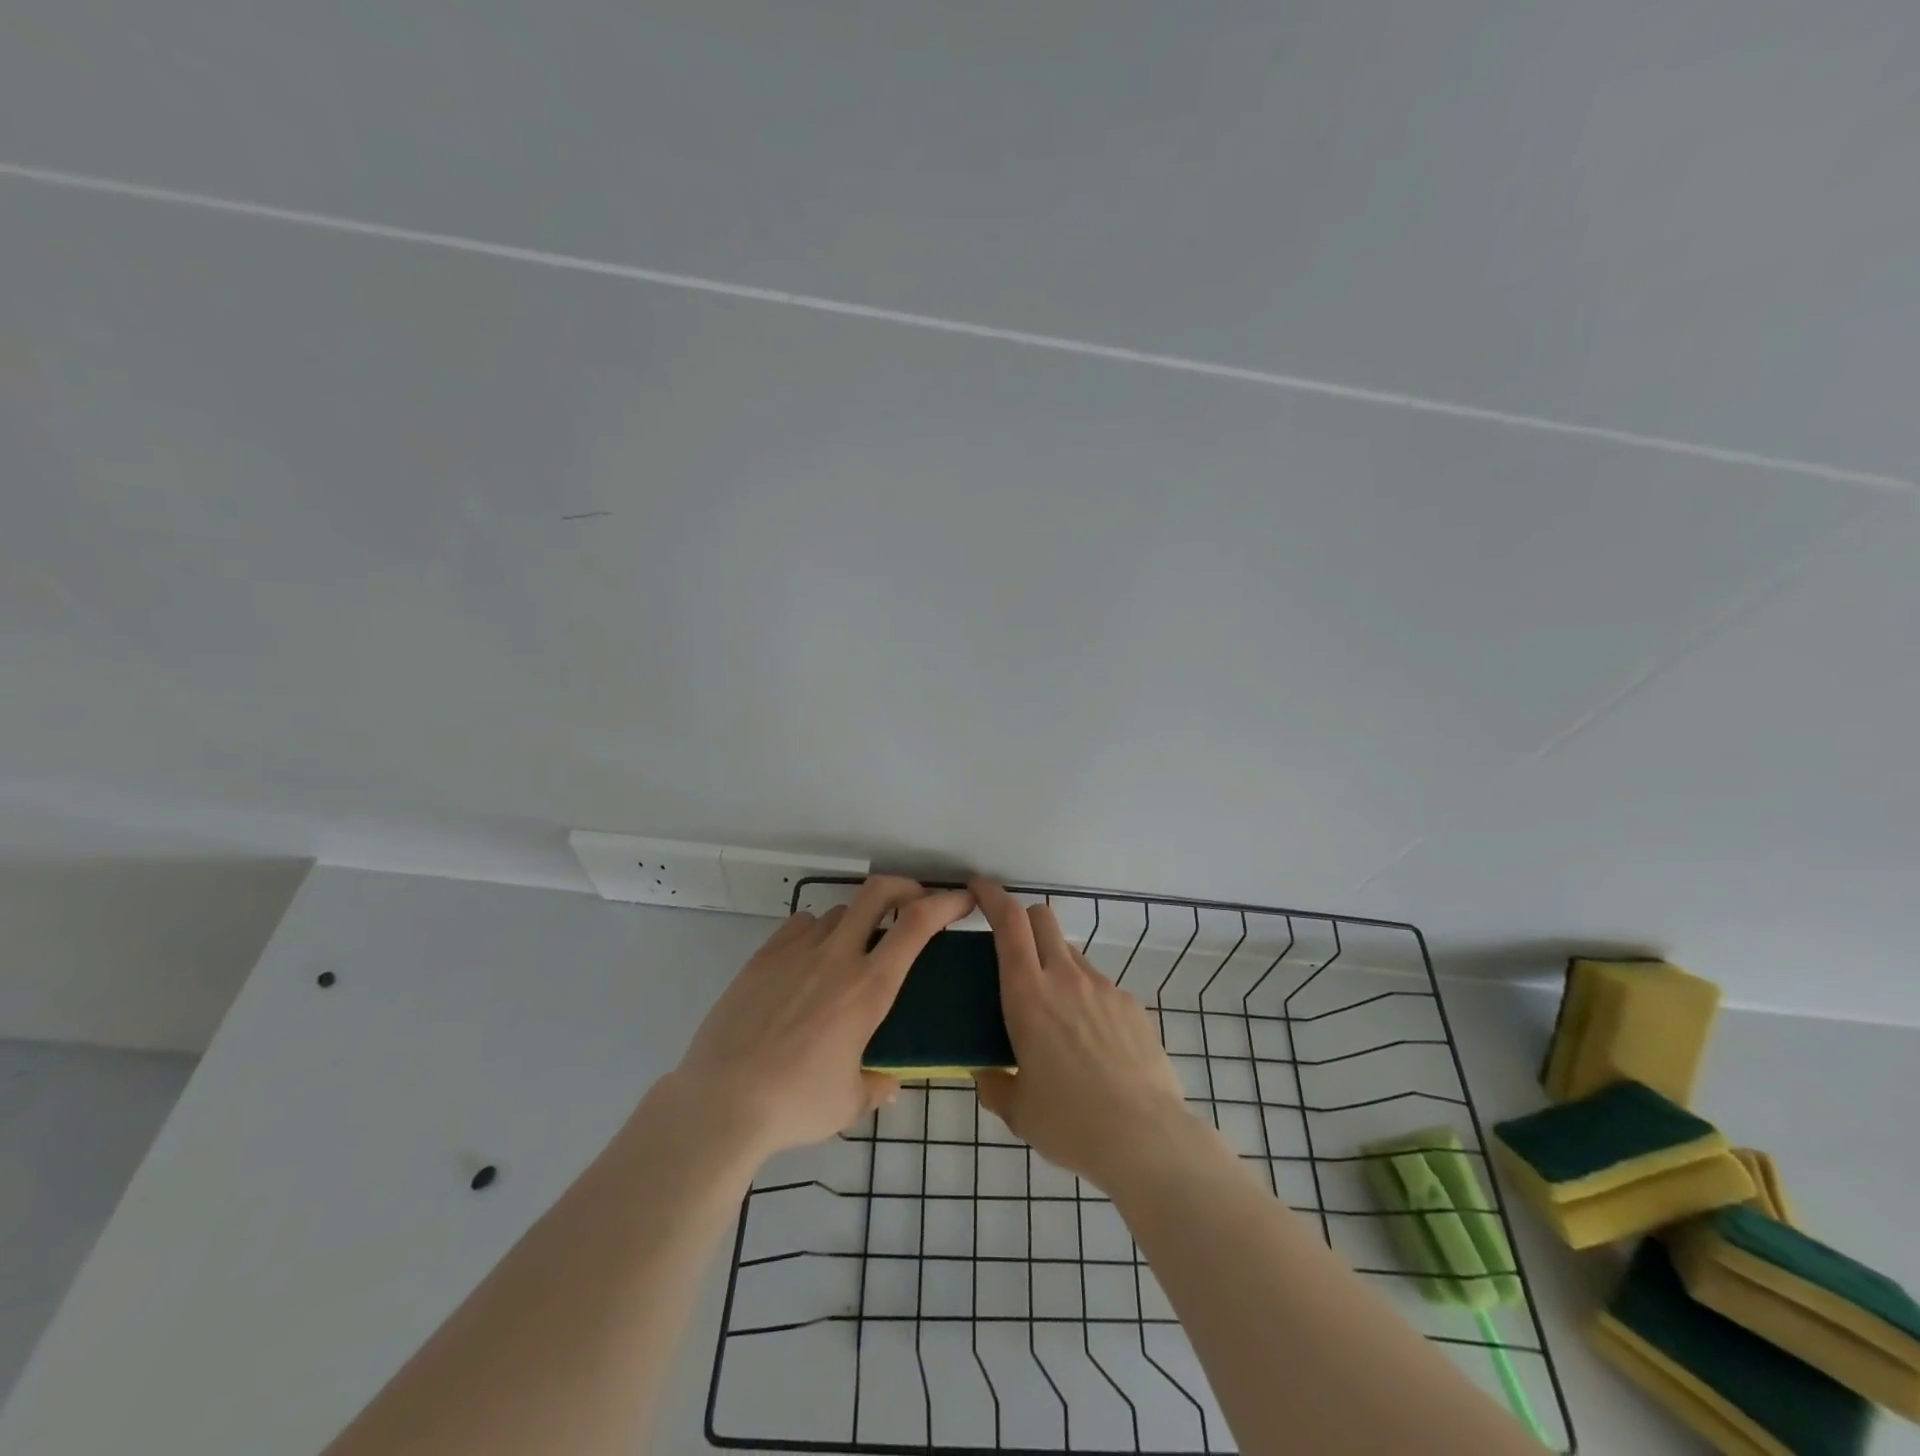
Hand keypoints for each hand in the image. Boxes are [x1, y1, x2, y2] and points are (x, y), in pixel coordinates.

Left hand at [670, 876, 972, 1161]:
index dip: (945, 903)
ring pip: (838, 911)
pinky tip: (808, 961)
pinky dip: (815, 933)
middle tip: (913, 902)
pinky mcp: (763, 957)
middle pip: (878, 892)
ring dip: (857, 921)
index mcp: (869, 988)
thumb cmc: (795, 1105)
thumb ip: (876, 1086)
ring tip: (853, 948)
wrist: (720, 1102)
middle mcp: (837, 957)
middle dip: (904, 886)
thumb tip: (889, 1083)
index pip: (917, 924)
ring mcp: (796, 951)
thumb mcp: (848, 1104)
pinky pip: (799, 926)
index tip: (962, 901)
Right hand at [971, 878, 1195, 1189]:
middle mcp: (1065, 978)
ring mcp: (1103, 987)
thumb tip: (985, 1072)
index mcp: (1028, 995)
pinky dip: (1084, 997)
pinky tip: (1091, 1042)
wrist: (1147, 1138)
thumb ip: (994, 1084)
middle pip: (1042, 919)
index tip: (978, 887)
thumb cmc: (1070, 1122)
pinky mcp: (1131, 1005)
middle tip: (1011, 948)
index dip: (991, 896)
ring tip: (1054, 1014)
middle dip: (1022, 919)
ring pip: (1070, 953)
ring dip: (1053, 964)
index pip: (1008, 922)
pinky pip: (1099, 986)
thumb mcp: (1018, 1110)